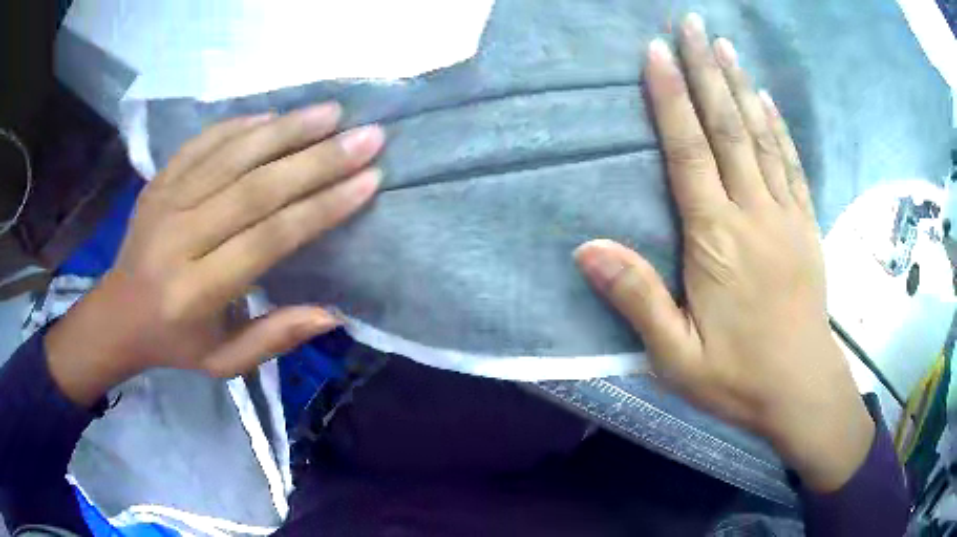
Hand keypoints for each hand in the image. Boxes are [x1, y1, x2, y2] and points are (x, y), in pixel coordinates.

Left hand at [46, 104, 384, 405]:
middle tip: (366, 137)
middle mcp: (179, 240)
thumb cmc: (174, 343)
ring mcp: (164, 202)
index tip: (368, 180)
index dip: (320, 208)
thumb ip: (274, 338)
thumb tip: (334, 313)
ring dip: (285, 129)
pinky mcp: (158, 181)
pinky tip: (275, 115)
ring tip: (332, 112)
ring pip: (231, 155)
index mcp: (196, 293)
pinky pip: (202, 143)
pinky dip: (241, 124)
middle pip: (253, 189)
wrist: (117, 314)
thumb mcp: (224, 363)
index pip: (267, 239)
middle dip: (316, 160)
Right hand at [574, 14, 873, 491]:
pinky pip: (790, 163)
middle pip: (727, 128)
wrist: (801, 389)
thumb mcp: (676, 356)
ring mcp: (785, 216)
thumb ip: (637, 299)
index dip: (671, 98)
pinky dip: (775, 126)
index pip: (689, 152)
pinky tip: (765, 99)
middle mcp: (753, 214)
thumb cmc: (738, 377)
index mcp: (717, 241)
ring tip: (723, 45)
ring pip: (760, 136)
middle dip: (706, 71)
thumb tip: (586, 249)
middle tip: (690, 25)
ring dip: (739, 85)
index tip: (657, 53)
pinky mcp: (805, 226)